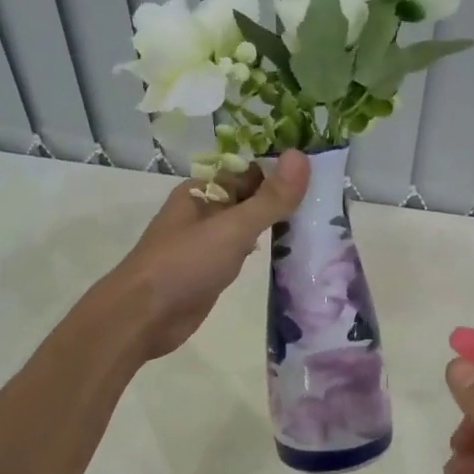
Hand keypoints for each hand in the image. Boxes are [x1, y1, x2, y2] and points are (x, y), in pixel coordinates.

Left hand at [99, 151, 308, 359]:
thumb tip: (302, 156)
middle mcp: (203, 212)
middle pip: (250, 198)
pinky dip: (263, 251)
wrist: (143, 317)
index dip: (281, 172)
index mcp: (202, 192)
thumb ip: (270, 198)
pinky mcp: (210, 272)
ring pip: (247, 227)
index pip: (249, 172)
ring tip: (318, 225)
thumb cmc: (184, 265)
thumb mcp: (232, 228)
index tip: (320, 176)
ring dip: (275, 226)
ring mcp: (206, 244)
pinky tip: (288, 256)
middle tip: (329, 203)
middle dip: (282, 200)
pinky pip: (241, 253)